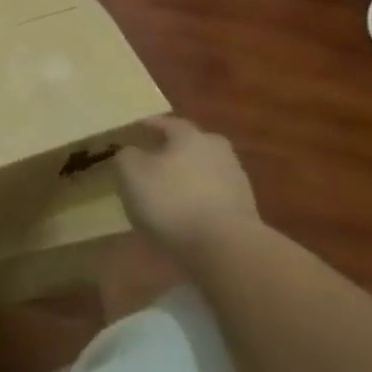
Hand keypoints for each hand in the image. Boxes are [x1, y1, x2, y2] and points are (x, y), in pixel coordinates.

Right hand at [115, 116, 257, 260]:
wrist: (227, 248)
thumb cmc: (173, 201)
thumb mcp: (131, 173)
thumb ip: (126, 156)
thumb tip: (131, 152)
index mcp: (190, 135)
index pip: (166, 123)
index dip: (147, 126)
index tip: (134, 132)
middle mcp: (217, 150)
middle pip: (189, 146)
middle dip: (171, 152)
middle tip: (151, 164)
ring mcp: (236, 181)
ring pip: (202, 172)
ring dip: (186, 180)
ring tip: (165, 196)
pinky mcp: (244, 211)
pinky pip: (212, 199)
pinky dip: (197, 203)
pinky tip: (184, 218)